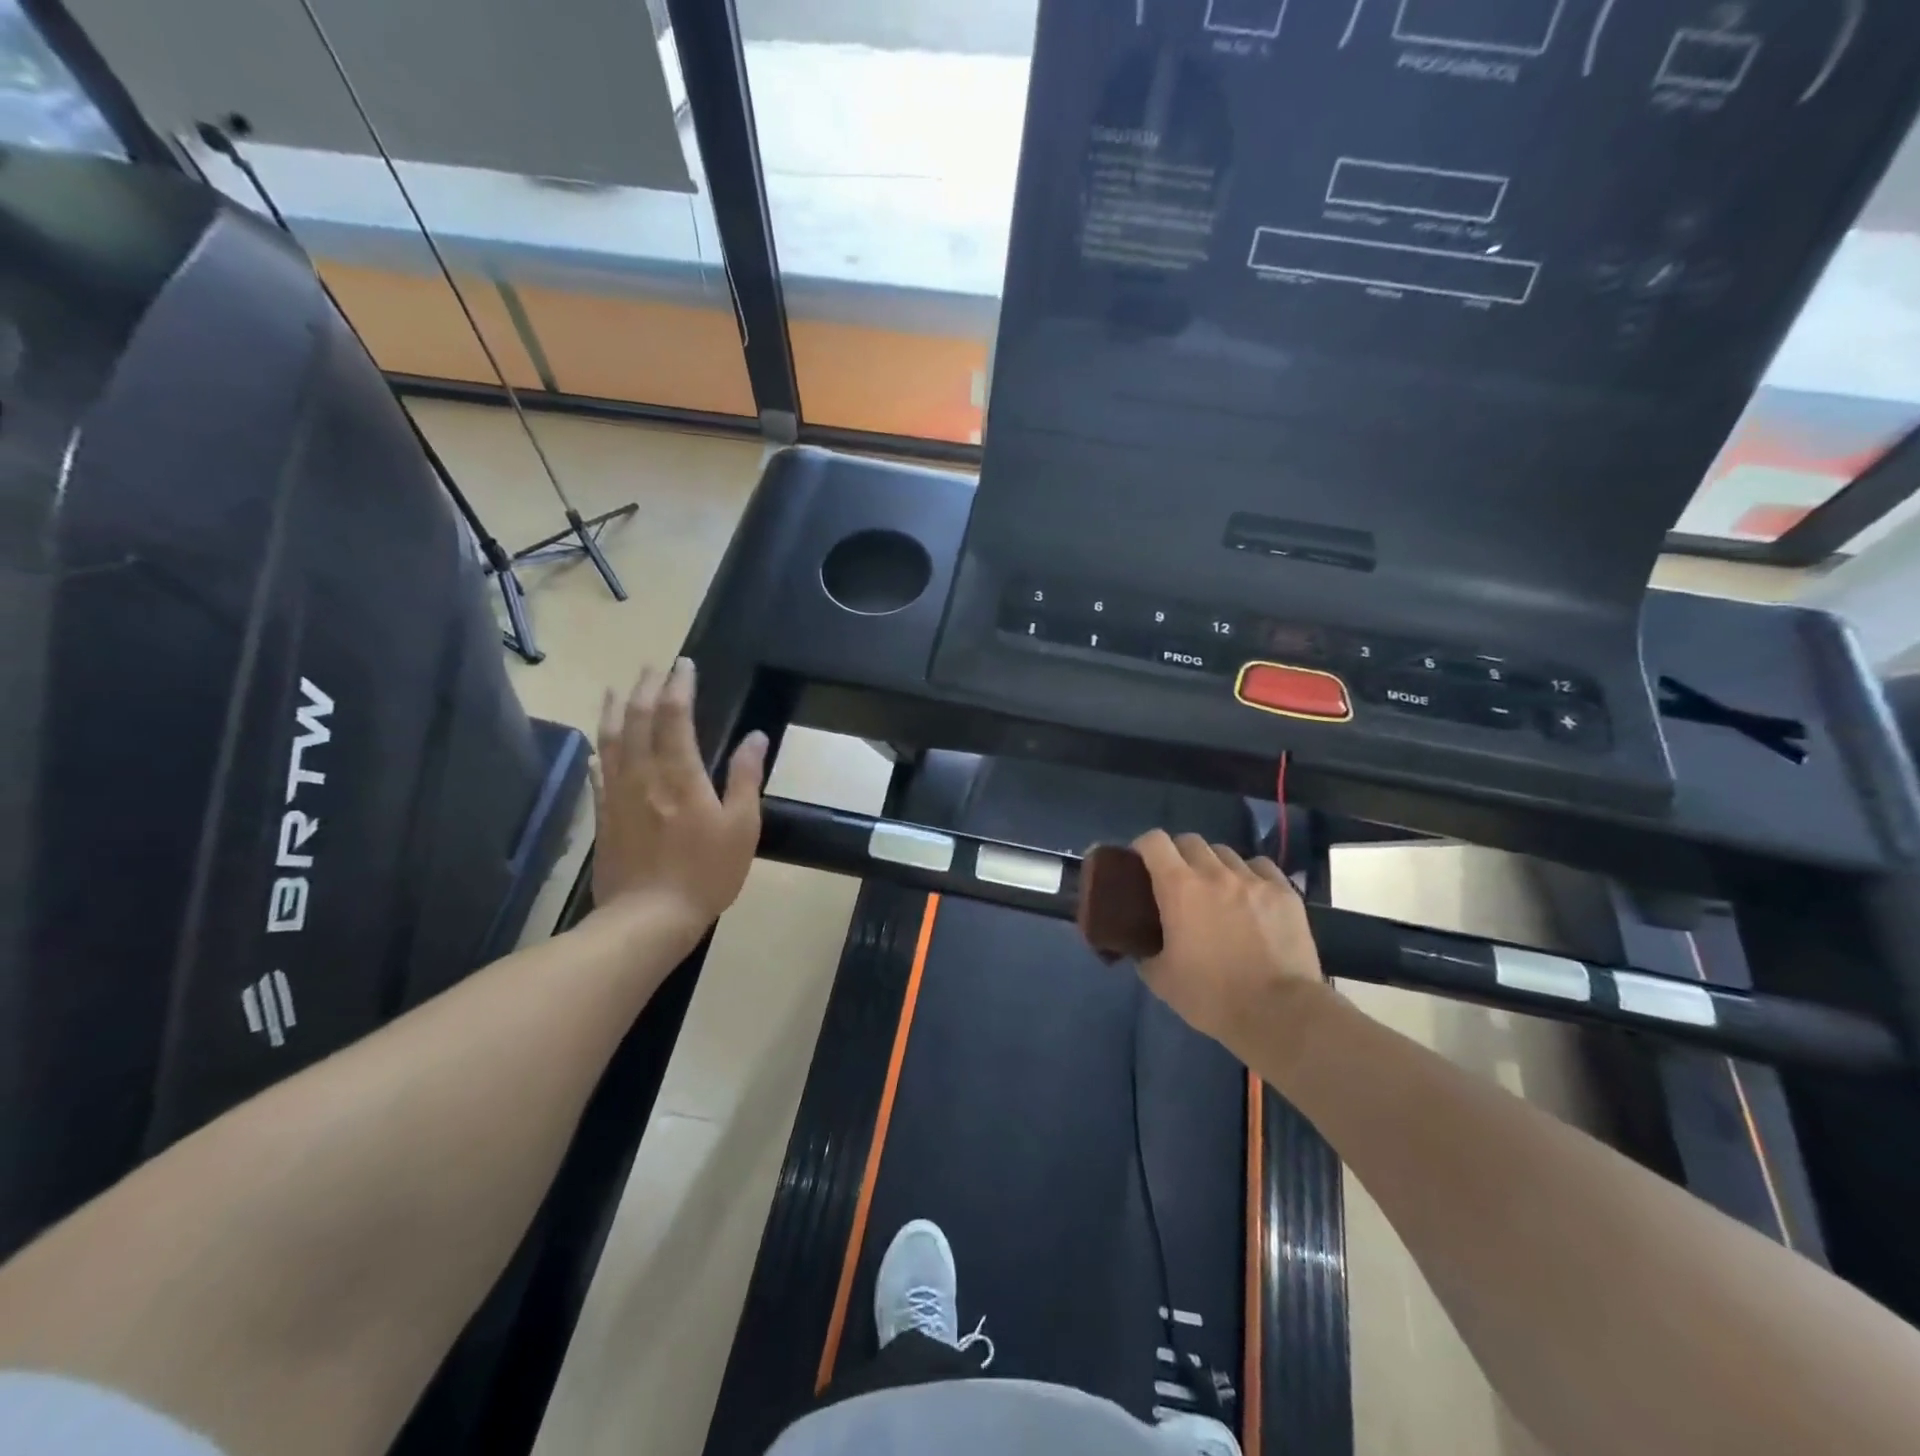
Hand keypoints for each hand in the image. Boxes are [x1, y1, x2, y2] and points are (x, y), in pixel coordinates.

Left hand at [591, 658, 766, 935]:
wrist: (648, 918)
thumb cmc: (706, 873)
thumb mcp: (742, 827)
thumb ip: (745, 777)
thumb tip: (755, 736)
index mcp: (680, 775)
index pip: (675, 716)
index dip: (679, 685)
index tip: (685, 664)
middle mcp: (643, 775)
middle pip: (638, 719)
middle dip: (646, 688)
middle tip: (654, 668)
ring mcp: (617, 795)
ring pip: (611, 740)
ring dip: (616, 709)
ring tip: (619, 689)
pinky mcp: (604, 816)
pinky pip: (599, 773)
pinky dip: (601, 751)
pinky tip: (600, 746)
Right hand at [1132, 830, 1327, 1053]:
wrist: (1279, 1013)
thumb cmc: (1212, 996)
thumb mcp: (1161, 979)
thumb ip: (1144, 953)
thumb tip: (1140, 946)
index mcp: (1179, 887)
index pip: (1154, 841)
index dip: (1143, 847)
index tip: (1140, 864)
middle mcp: (1215, 873)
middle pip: (1190, 841)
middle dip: (1178, 855)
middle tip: (1178, 881)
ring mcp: (1253, 880)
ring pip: (1226, 853)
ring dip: (1213, 865)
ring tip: (1217, 890)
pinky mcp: (1284, 892)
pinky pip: (1260, 867)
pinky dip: (1249, 875)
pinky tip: (1250, 895)